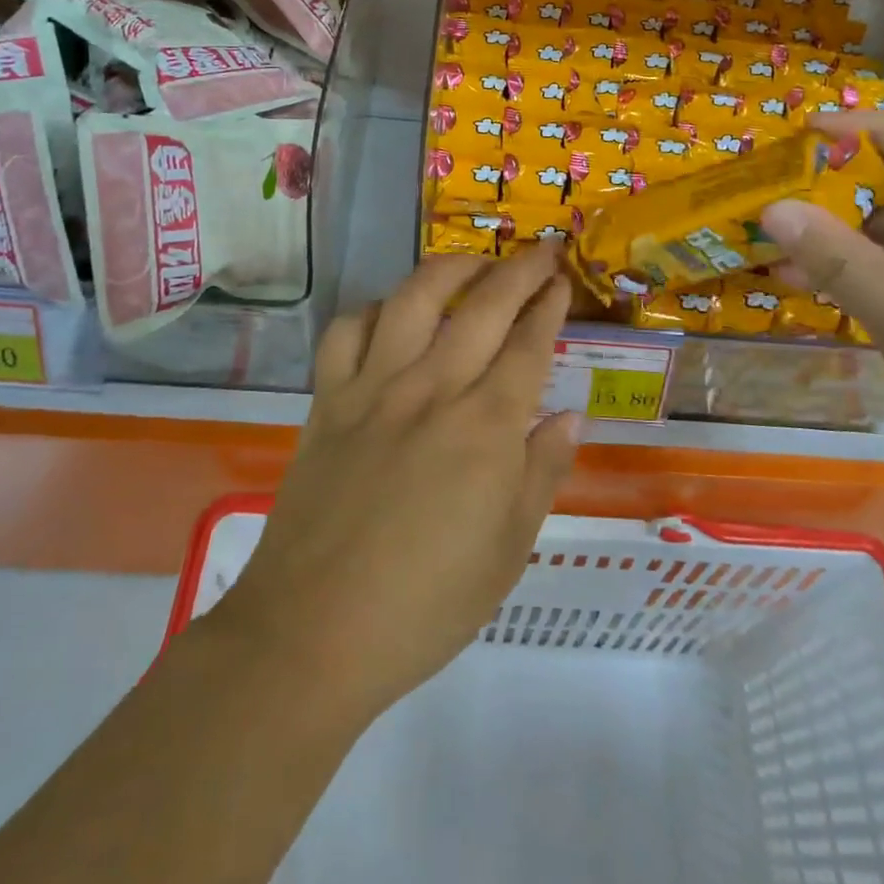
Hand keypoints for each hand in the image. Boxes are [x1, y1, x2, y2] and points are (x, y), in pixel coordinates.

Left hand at [204, 244, 579, 724]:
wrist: (314, 631)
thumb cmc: (427, 604)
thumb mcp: (509, 551)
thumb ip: (542, 472)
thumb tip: (569, 414)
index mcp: (486, 428)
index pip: (528, 345)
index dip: (549, 306)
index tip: (562, 281)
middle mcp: (432, 390)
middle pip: (483, 307)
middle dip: (518, 271)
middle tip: (539, 252)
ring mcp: (373, 389)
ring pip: (413, 300)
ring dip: (449, 270)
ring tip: (472, 263)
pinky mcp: (327, 402)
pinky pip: (346, 333)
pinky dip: (371, 312)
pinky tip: (388, 316)